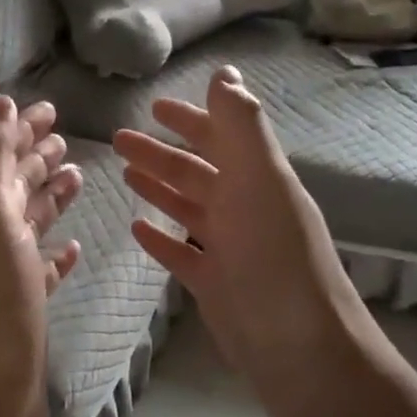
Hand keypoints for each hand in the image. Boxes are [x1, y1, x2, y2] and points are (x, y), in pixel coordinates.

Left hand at [0, 97, 83, 416]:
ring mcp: (8, 275)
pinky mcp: (26, 307)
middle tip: (64, 136)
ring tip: (76, 177)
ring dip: (49, 197)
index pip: (1, 158)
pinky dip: (56, 252)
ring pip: (30, 224)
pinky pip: (42, 269)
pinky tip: (73, 247)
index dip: (20, 130)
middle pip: (15, 187)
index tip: (48, 108)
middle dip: (36, 157)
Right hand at [115, 66, 373, 416]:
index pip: (221, 137)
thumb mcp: (261, 179)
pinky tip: (136, 227)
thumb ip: (241, 125)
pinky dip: (160, 236)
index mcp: (257, 178)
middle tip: (119, 139)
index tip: (155, 106)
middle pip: (196, 171)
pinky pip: (180, 251)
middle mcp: (243, 207)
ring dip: (158, 187)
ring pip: (186, 207)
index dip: (191, 119)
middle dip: (160, 152)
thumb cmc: (275, 254)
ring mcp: (228, 247)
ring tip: (124, 172)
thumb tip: (225, 72)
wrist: (296, 343)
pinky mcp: (213, 282)